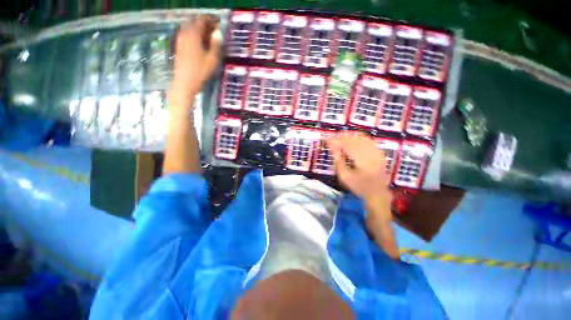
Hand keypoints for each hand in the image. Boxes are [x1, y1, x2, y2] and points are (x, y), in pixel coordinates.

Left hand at [171, 15, 221, 99]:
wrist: (185, 82)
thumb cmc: (200, 72)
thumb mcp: (212, 59)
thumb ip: (215, 45)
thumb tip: (218, 32)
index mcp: (194, 35)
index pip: (201, 20)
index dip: (210, 20)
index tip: (217, 23)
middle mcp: (185, 34)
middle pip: (193, 22)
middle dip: (203, 23)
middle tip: (212, 30)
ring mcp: (180, 40)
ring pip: (188, 28)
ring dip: (197, 29)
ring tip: (207, 37)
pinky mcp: (178, 47)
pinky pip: (185, 35)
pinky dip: (192, 35)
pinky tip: (199, 43)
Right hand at [327, 132, 390, 202]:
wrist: (377, 193)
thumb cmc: (358, 186)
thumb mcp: (344, 177)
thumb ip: (338, 160)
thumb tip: (332, 147)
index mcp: (363, 161)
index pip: (347, 146)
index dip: (336, 141)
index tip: (327, 140)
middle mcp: (371, 153)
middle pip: (354, 140)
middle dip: (342, 137)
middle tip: (331, 138)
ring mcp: (377, 151)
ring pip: (361, 138)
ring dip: (349, 137)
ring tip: (339, 138)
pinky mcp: (379, 152)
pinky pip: (367, 140)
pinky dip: (357, 138)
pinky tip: (350, 140)